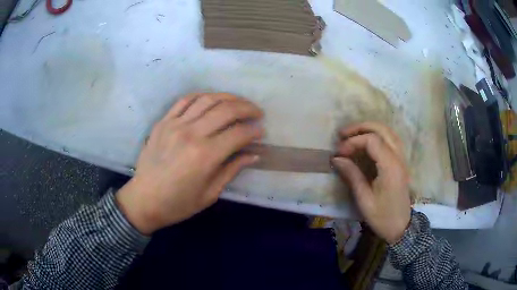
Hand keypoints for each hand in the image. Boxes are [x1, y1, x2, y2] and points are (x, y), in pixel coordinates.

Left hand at [116, 93, 263, 234]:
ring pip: (207, 99)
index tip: (261, 132)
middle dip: (247, 108)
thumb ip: (232, 170)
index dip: (254, 131)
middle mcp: (192, 134)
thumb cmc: (178, 203)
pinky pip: (185, 100)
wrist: (144, 200)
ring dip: (228, 98)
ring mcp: (175, 124)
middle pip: (226, 110)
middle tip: (257, 113)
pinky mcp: (163, 122)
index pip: (238, 134)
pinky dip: (202, 96)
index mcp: (205, 156)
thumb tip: (253, 155)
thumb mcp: (210, 194)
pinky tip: (211, 100)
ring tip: (238, 103)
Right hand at [332, 122, 410, 243]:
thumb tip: (336, 159)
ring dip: (370, 129)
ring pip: (388, 132)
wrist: (401, 227)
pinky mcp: (401, 162)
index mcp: (390, 167)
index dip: (353, 142)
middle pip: (382, 129)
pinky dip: (378, 135)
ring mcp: (402, 158)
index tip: (339, 153)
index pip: (372, 141)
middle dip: (361, 127)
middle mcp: (399, 158)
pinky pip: (391, 139)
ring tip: (353, 135)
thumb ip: (352, 175)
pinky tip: (367, 142)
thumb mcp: (364, 199)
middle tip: (343, 134)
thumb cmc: (382, 217)